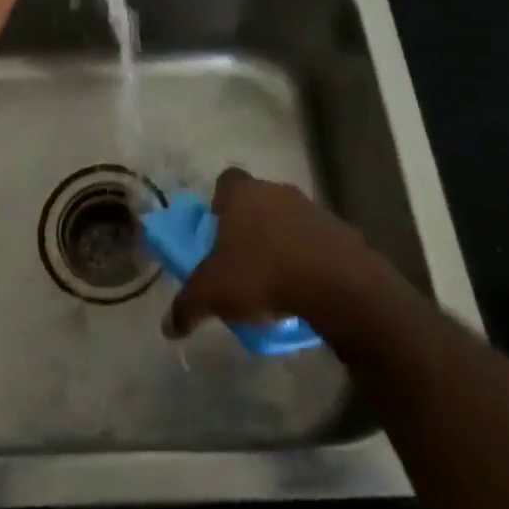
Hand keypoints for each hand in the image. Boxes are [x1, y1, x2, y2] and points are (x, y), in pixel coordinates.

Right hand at [164, 169, 375, 338]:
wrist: (335, 283)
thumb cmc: (262, 273)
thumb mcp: (213, 294)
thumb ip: (187, 306)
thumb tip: (168, 327)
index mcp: (243, 194)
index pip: (226, 182)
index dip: (220, 202)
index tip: (218, 229)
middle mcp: (276, 191)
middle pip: (258, 201)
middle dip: (250, 226)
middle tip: (243, 260)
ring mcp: (312, 208)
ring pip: (288, 219)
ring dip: (282, 242)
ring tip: (276, 280)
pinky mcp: (340, 231)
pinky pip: (316, 241)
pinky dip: (309, 258)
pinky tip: (305, 288)